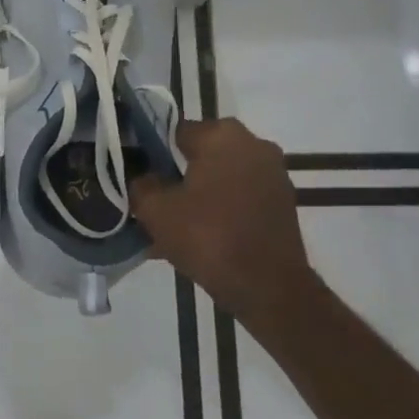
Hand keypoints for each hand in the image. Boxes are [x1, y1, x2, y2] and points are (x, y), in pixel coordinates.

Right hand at [131, 119, 319, 329]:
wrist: (268, 287)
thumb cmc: (208, 236)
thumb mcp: (155, 209)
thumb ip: (141, 183)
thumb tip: (143, 177)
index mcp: (222, 135)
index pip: (174, 131)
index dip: (150, 152)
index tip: (136, 175)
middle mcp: (254, 144)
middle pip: (199, 154)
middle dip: (176, 175)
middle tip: (153, 202)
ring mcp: (273, 174)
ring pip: (219, 177)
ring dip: (197, 194)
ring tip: (172, 225)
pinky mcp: (282, 203)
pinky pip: (238, 197)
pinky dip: (218, 210)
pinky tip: (197, 236)